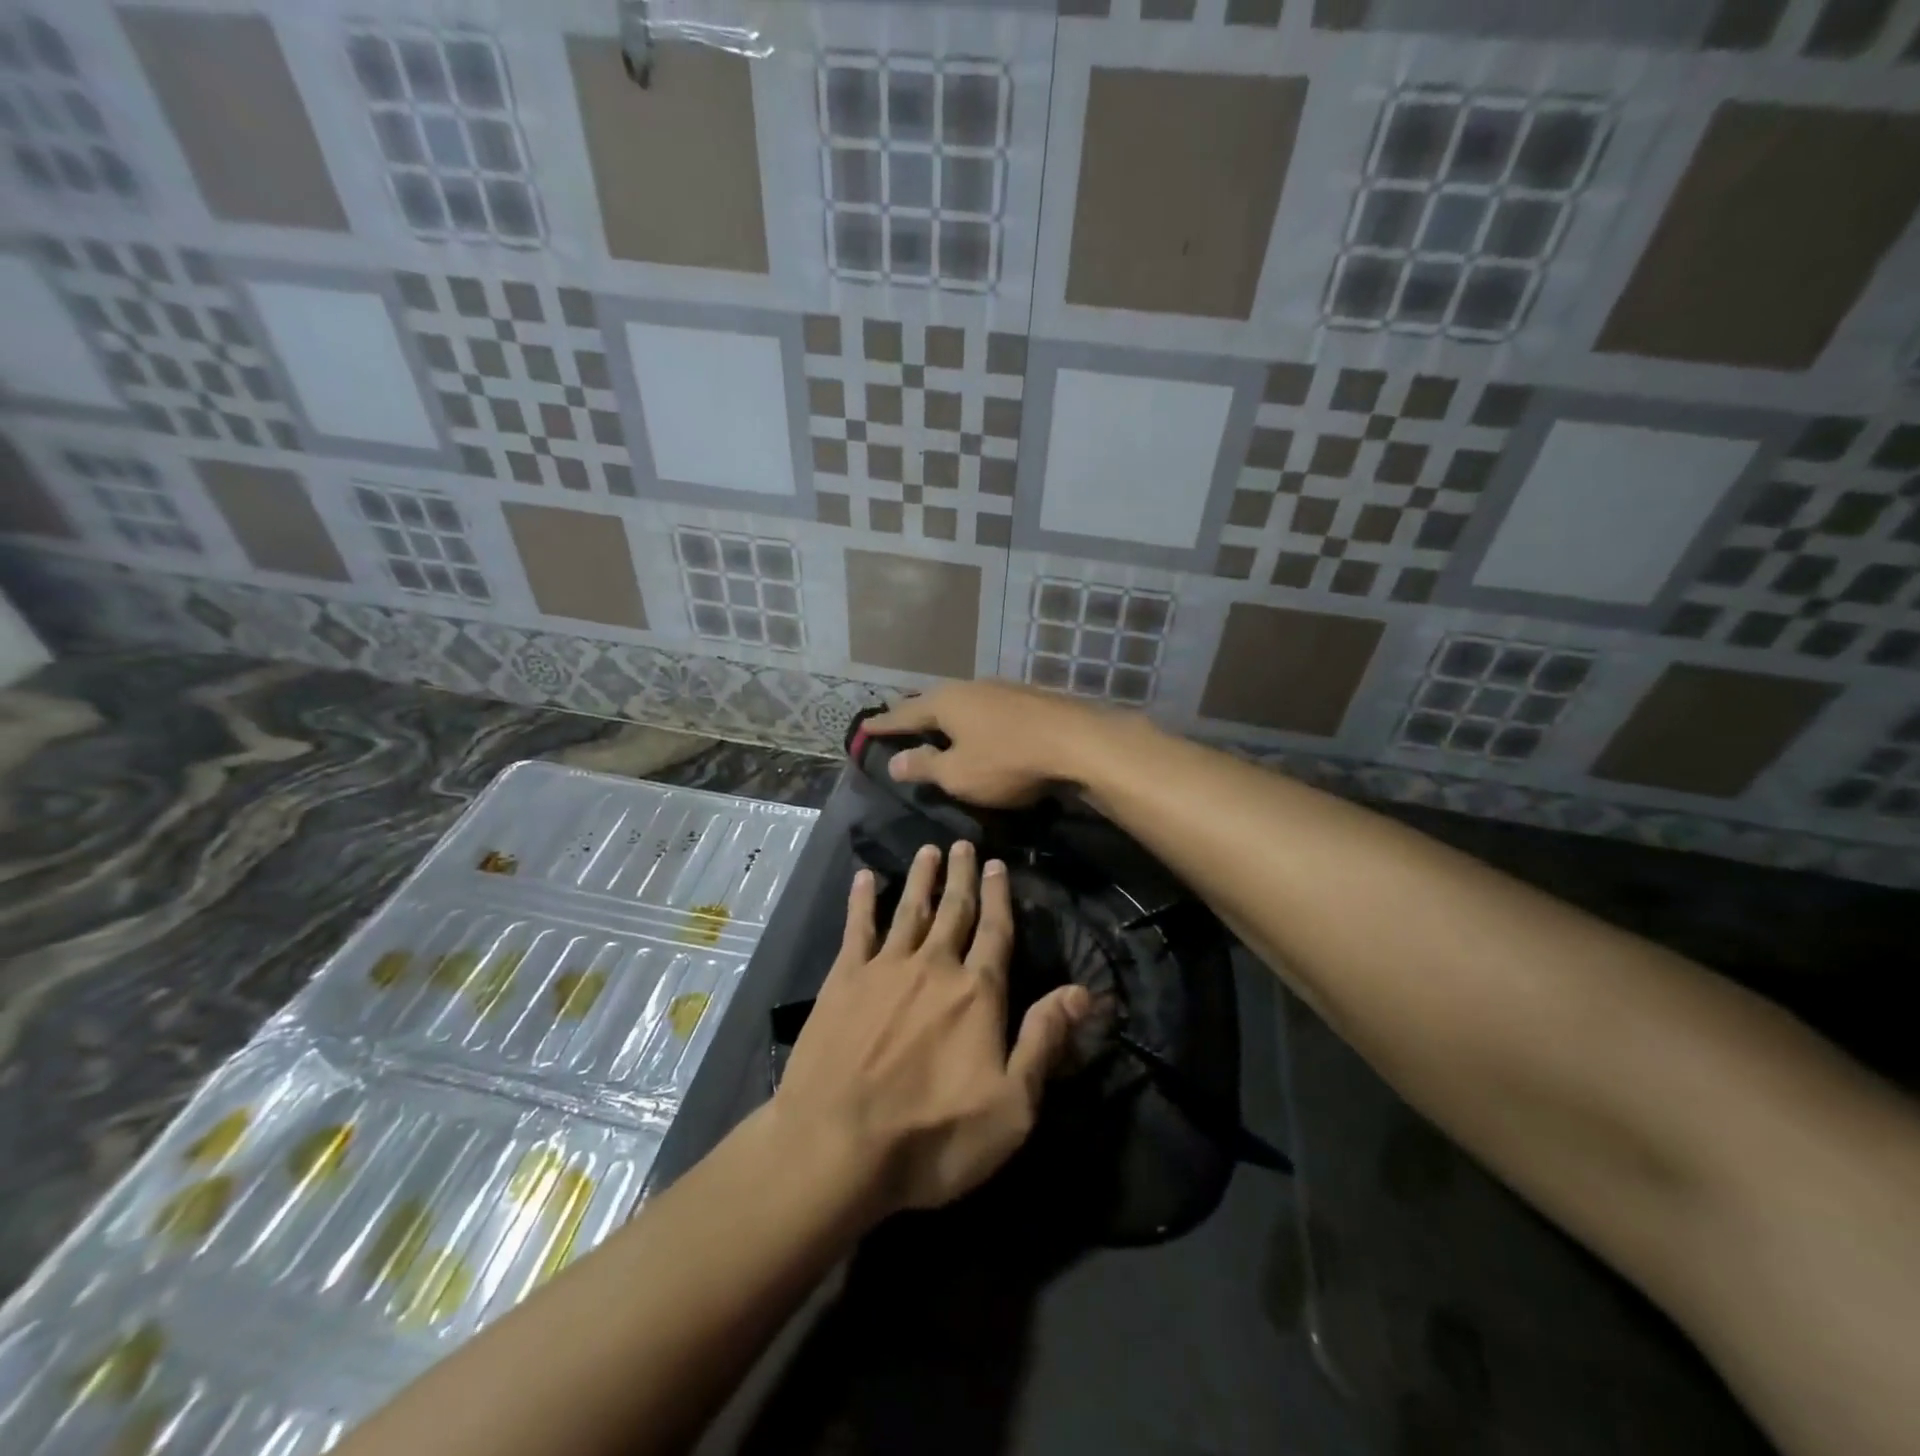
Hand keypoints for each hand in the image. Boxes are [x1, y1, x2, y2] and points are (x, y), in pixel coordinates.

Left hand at [775, 840, 1091, 1215]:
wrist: (838, 1146)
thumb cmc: (933, 1135)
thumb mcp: (1011, 1106)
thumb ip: (1045, 1041)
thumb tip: (1083, 991)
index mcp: (976, 993)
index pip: (996, 932)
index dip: (999, 896)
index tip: (998, 864)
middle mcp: (934, 967)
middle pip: (954, 910)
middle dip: (962, 876)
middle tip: (963, 843)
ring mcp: (885, 969)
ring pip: (909, 910)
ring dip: (921, 878)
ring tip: (928, 850)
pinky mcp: (844, 980)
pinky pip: (857, 928)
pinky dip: (862, 901)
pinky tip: (864, 878)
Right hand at [863, 681, 1111, 808]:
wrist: (1077, 742)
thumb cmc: (1007, 760)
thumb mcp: (958, 774)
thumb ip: (925, 767)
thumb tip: (896, 761)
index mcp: (946, 703)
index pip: (905, 714)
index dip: (884, 724)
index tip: (863, 727)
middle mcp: (970, 687)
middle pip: (934, 701)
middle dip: (915, 713)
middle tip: (898, 720)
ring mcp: (1003, 690)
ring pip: (964, 702)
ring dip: (948, 715)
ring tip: (938, 725)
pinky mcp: (1029, 699)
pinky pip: (988, 709)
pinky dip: (975, 719)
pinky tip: (981, 727)